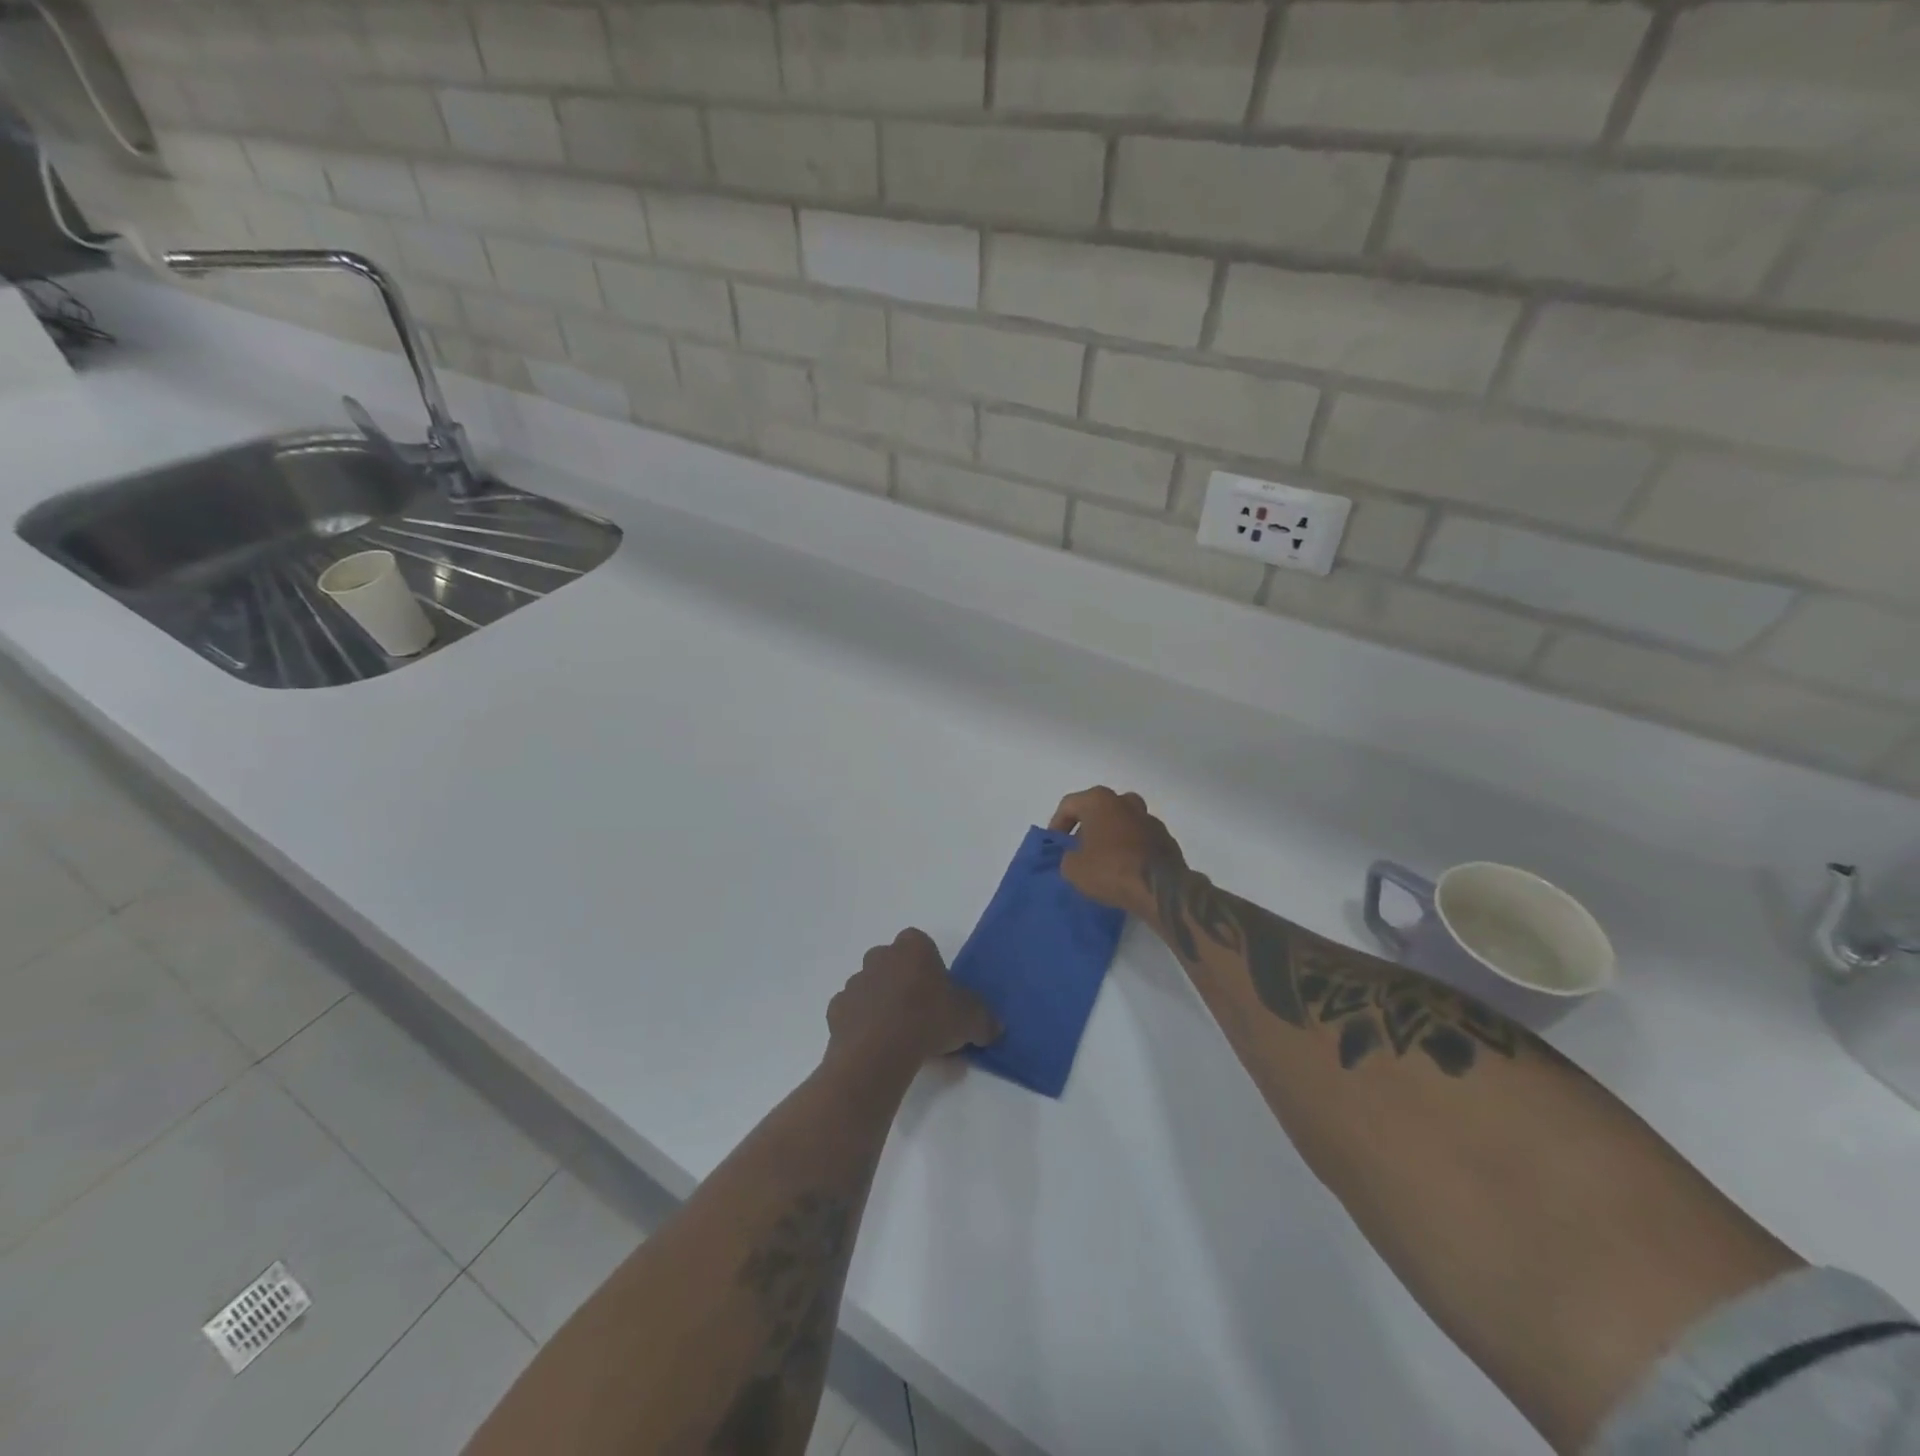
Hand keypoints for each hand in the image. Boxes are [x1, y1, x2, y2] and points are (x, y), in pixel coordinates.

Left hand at [827, 928, 999, 1074]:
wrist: (878, 1051)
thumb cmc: (928, 1020)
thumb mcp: (971, 1019)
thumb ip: (984, 1019)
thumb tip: (993, 1028)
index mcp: (912, 946)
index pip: (922, 946)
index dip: (932, 969)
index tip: (940, 995)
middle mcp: (880, 956)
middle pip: (894, 965)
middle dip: (905, 984)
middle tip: (922, 1017)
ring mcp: (855, 982)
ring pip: (872, 989)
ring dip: (883, 1005)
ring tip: (900, 1038)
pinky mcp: (836, 1009)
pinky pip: (853, 1014)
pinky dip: (863, 1026)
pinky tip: (877, 1048)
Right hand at [1048, 786, 1185, 916]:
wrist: (1160, 888)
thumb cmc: (1110, 869)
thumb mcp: (1073, 868)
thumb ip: (1068, 857)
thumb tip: (1076, 857)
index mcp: (1099, 800)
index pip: (1069, 805)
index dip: (1057, 825)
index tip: (1055, 845)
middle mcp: (1125, 801)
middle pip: (1098, 810)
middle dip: (1086, 827)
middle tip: (1078, 850)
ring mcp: (1149, 818)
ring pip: (1122, 822)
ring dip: (1110, 836)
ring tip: (1102, 860)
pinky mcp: (1166, 838)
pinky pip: (1139, 839)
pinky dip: (1130, 848)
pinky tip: (1125, 869)